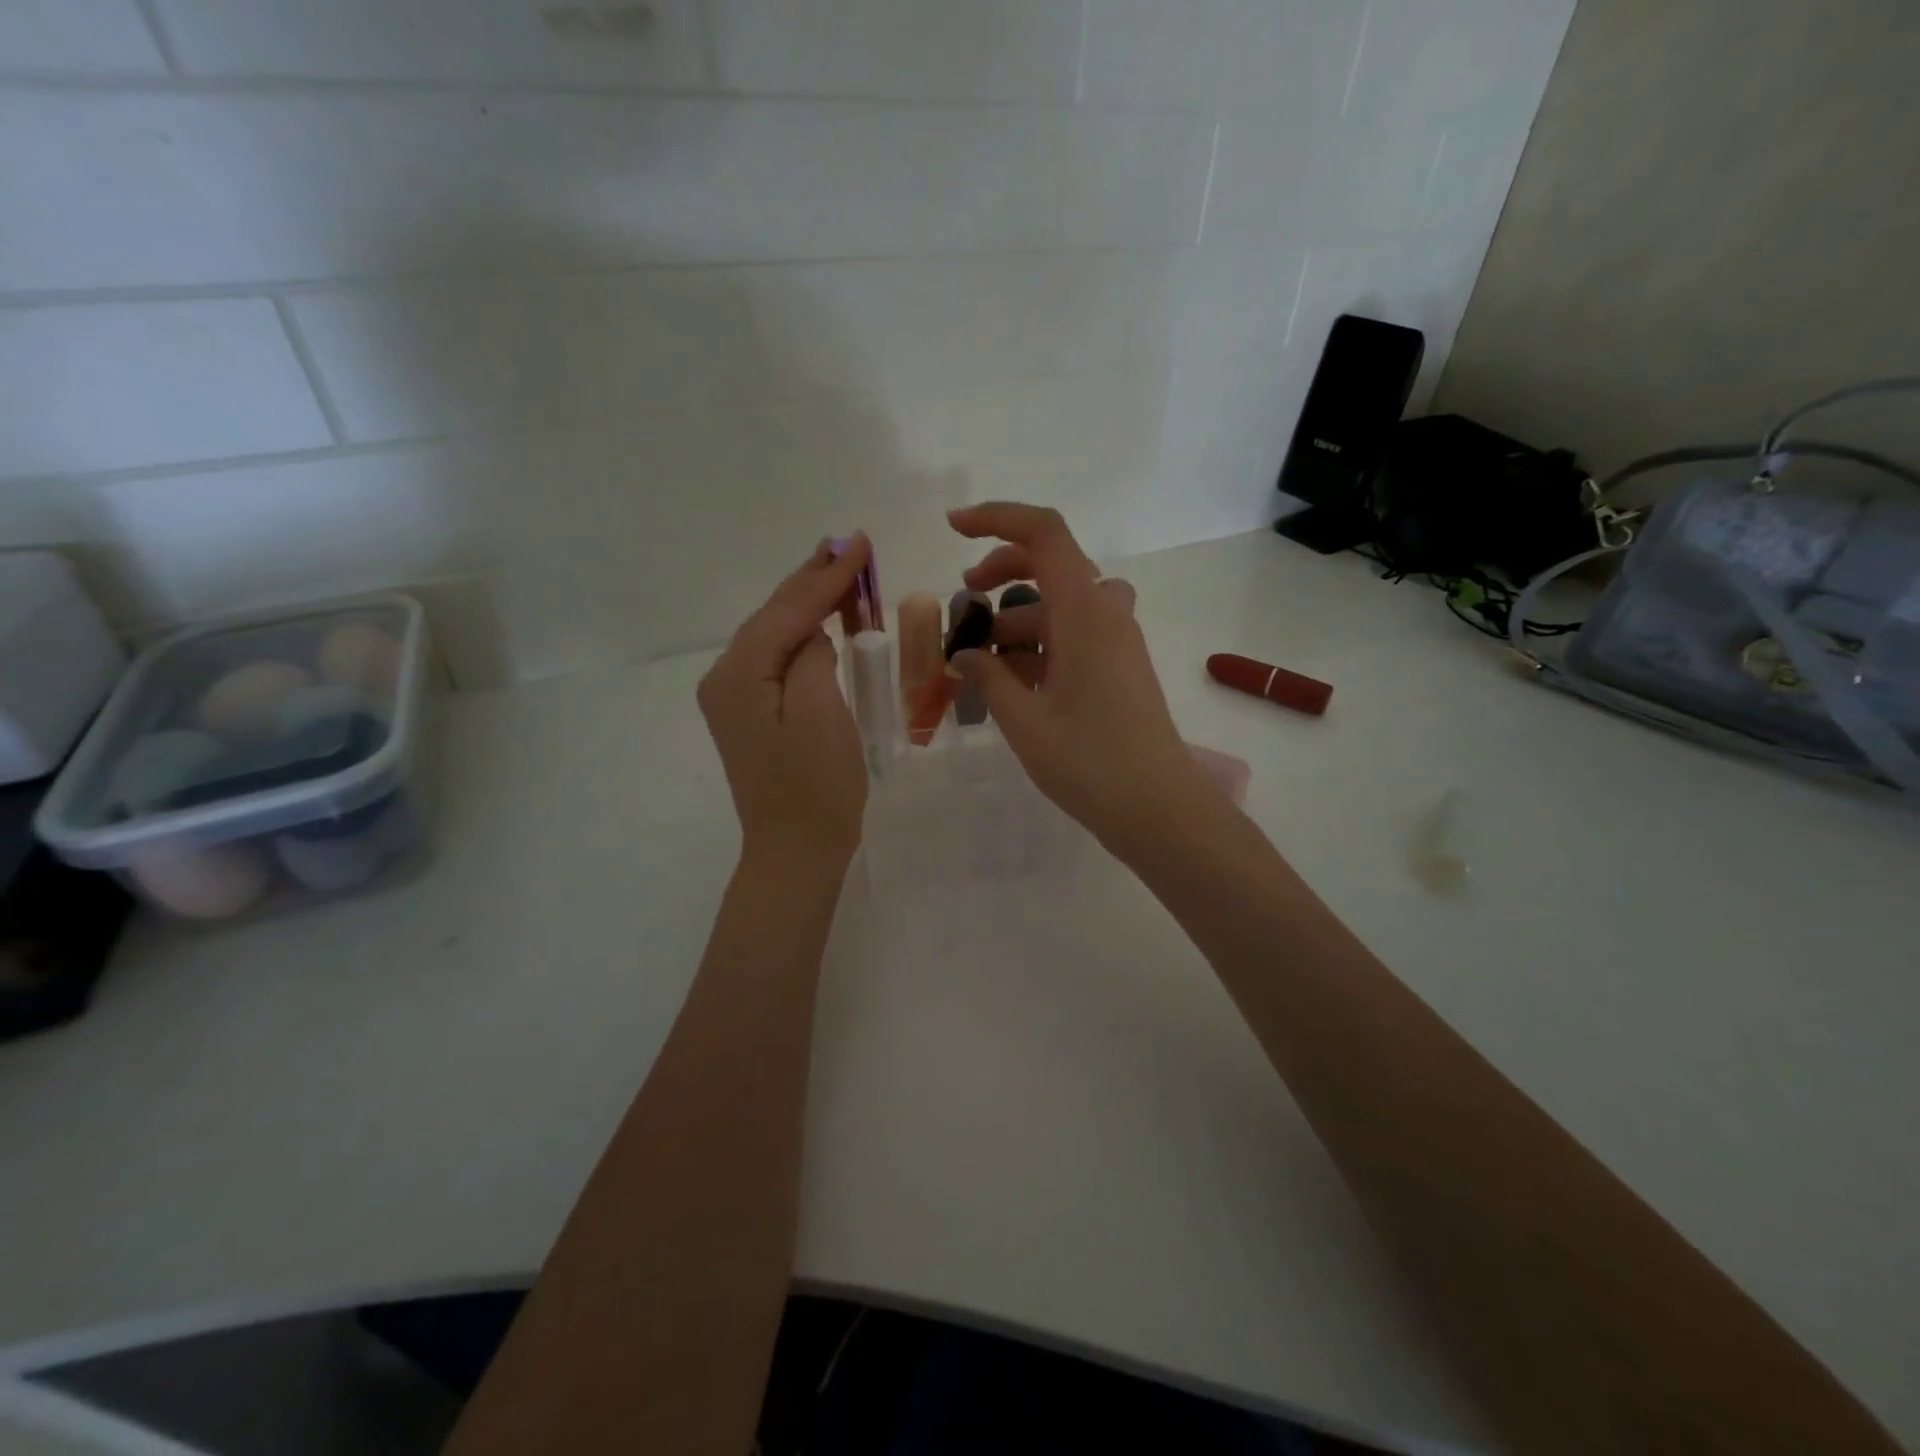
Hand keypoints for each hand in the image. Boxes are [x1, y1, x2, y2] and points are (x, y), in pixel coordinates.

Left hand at [698, 536, 870, 863]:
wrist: (795, 850)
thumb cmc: (815, 787)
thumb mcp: (821, 713)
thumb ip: (811, 656)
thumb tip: (812, 631)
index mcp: (738, 674)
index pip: (788, 611)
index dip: (826, 575)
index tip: (860, 542)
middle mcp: (724, 677)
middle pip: (773, 615)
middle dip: (813, 579)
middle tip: (850, 544)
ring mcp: (733, 697)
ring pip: (774, 633)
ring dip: (809, 603)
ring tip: (840, 570)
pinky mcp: (749, 712)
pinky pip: (776, 658)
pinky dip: (802, 633)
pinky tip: (821, 621)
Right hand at [947, 503, 1219, 854]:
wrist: (1158, 808)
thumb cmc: (1089, 761)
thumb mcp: (1023, 719)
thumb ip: (987, 677)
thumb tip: (964, 655)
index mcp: (1083, 611)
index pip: (1043, 533)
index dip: (996, 518)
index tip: (952, 530)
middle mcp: (1105, 614)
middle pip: (1051, 563)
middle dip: (1001, 572)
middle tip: (964, 601)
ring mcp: (1117, 641)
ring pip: (1061, 604)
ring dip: (1018, 619)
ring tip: (979, 661)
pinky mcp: (1120, 667)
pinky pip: (1075, 635)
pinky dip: (1040, 644)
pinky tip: (1013, 683)